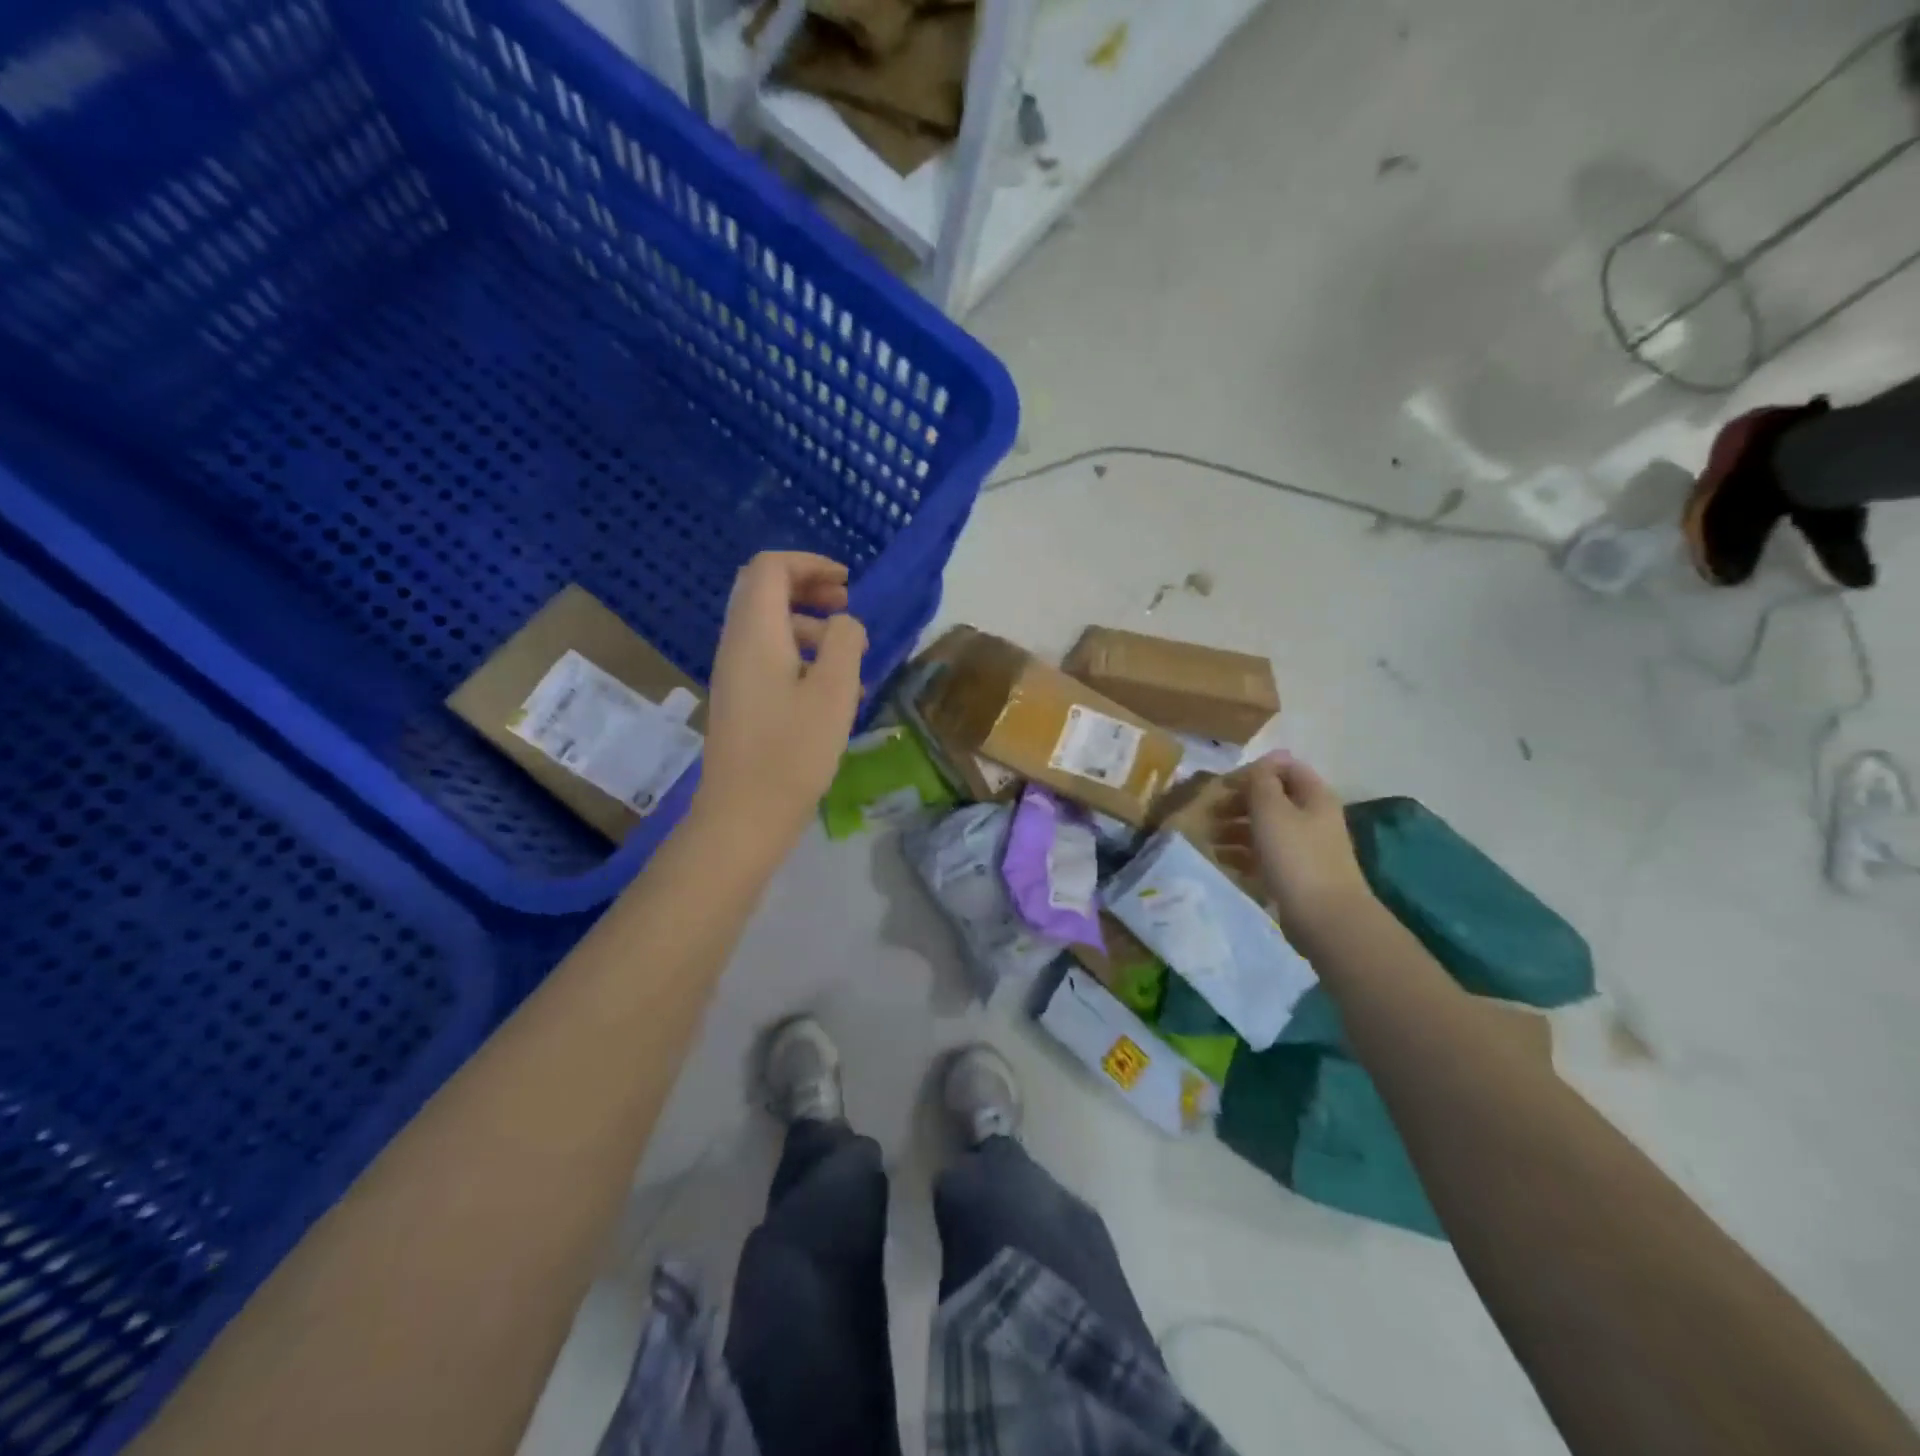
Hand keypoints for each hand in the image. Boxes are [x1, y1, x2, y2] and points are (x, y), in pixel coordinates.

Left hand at [695, 552, 866, 844]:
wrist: (745, 814)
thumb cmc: (793, 751)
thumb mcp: (834, 690)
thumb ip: (845, 641)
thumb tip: (845, 623)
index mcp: (755, 633)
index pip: (770, 568)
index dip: (809, 564)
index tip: (847, 583)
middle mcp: (737, 644)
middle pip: (763, 591)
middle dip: (807, 588)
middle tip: (846, 605)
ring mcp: (734, 673)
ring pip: (768, 625)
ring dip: (808, 624)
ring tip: (849, 654)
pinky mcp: (741, 699)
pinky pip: (769, 657)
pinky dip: (800, 654)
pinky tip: (832, 689)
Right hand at [1217, 754, 1374, 950]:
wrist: (1324, 917)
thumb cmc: (1295, 856)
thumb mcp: (1272, 809)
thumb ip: (1262, 781)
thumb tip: (1262, 764)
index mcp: (1313, 796)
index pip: (1284, 768)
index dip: (1254, 771)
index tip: (1225, 785)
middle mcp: (1312, 817)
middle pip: (1272, 799)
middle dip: (1239, 802)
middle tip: (1211, 813)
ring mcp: (1305, 848)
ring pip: (1265, 828)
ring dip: (1235, 828)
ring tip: (1211, 838)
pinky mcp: (1295, 874)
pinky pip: (1264, 855)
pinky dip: (1242, 853)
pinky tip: (1222, 860)